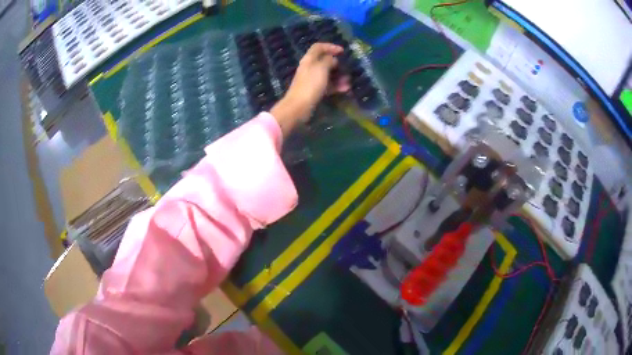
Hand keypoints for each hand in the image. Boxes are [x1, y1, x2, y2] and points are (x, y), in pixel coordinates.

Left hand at [271, 43, 350, 137]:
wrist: (299, 107)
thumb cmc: (310, 85)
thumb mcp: (321, 68)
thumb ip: (328, 60)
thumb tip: (333, 59)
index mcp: (309, 59)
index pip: (318, 47)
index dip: (330, 46)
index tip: (342, 51)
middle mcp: (310, 68)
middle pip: (324, 61)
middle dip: (337, 64)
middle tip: (347, 68)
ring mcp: (312, 80)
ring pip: (328, 74)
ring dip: (339, 76)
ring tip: (348, 81)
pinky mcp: (315, 91)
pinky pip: (328, 85)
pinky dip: (336, 86)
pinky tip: (345, 89)